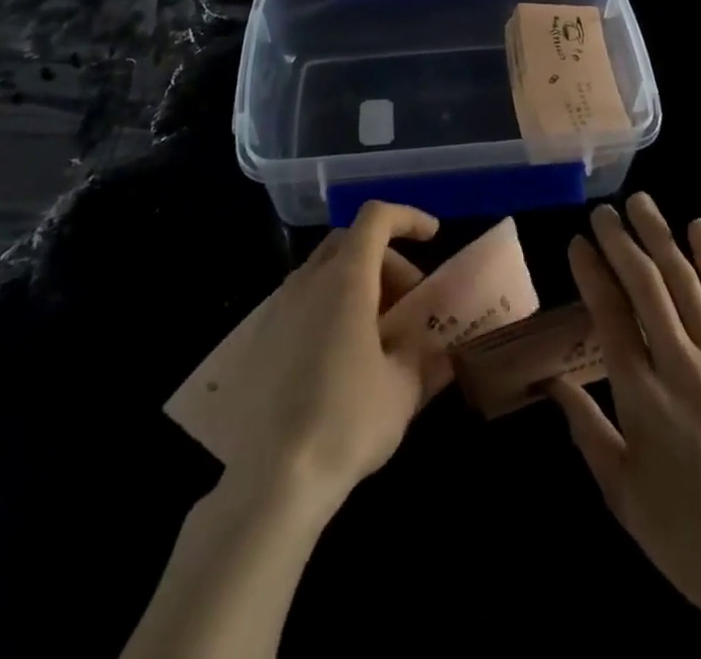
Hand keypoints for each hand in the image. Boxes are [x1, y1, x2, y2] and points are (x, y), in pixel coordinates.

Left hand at [231, 201, 444, 511]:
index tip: (433, 237)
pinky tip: (340, 357)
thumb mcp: (403, 390)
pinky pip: (301, 302)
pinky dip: (329, 308)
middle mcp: (307, 281)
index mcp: (346, 279)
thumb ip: (425, 357)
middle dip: (385, 259)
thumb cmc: (347, 422)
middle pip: (350, 241)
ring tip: (377, 332)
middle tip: (408, 300)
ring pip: (323, 271)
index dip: (408, 218)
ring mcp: (277, 309)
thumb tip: (442, 349)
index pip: (376, 218)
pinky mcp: (258, 340)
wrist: (272, 481)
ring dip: (356, 284)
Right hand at [552, 195, 700, 645]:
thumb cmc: (687, 536)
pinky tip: (700, 228)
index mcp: (642, 400)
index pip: (610, 318)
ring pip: (687, 285)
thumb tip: (552, 384)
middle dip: (621, 243)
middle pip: (647, 289)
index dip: (592, 274)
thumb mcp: (622, 493)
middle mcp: (681, 369)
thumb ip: (586, 430)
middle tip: (602, 212)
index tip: (577, 243)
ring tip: (641, 203)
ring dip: (661, 238)